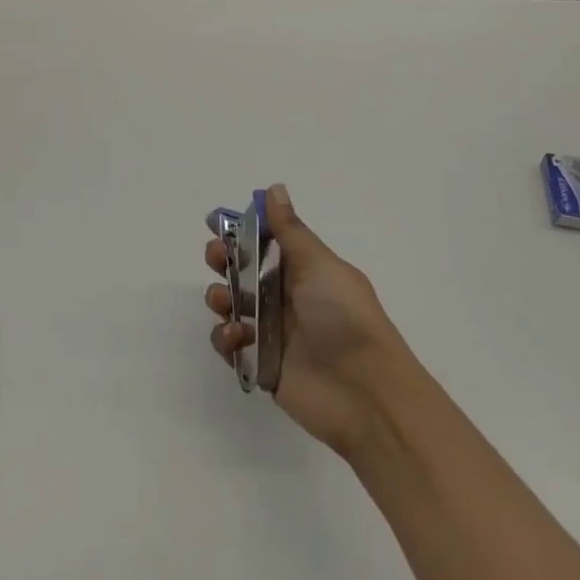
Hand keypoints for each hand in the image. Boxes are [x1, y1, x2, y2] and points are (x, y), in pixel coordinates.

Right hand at [203, 184, 420, 458]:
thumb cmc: (344, 316)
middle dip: (224, 261)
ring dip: (220, 297)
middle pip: (243, 272)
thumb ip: (290, 231)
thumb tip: (274, 189)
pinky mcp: (261, 364)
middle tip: (216, 257)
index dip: (242, 231)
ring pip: (232, 307)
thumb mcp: (319, 265)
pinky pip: (232, 346)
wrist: (364, 390)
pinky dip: (226, 338)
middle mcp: (287, 298)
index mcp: (305, 271)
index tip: (217, 222)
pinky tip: (237, 337)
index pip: (267, 242)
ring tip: (225, 301)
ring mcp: (272, 333)